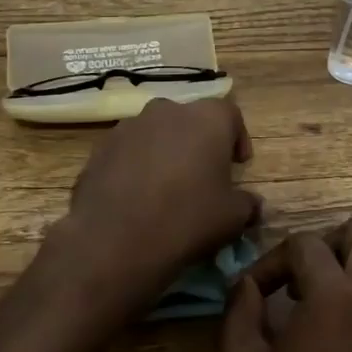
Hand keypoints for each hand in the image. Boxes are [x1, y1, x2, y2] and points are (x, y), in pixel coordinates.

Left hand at [59, 98, 258, 313]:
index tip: (238, 165)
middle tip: (202, 175)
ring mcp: (128, 126)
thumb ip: (247, 203)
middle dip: (198, 142)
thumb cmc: (188, 219)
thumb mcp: (233, 217)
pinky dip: (136, 166)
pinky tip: (136, 197)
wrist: (116, 240)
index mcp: (206, 119)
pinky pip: (128, 151)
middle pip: (190, 119)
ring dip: (165, 151)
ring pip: (156, 132)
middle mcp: (167, 111)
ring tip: (166, 187)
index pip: (230, 114)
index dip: (237, 138)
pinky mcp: (101, 148)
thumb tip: (251, 203)